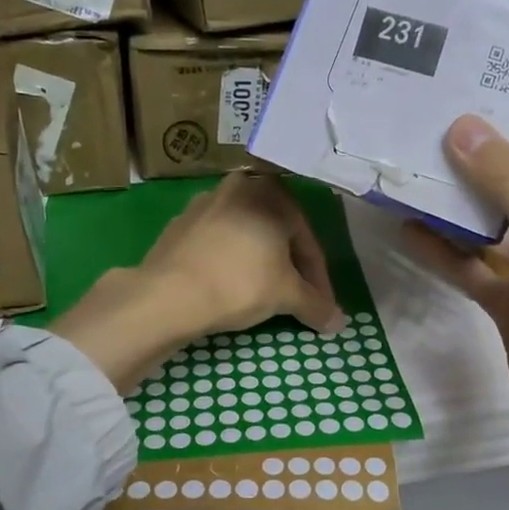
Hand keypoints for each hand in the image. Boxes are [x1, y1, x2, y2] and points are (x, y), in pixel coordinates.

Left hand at [53, 173, 344, 391]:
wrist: (169, 293)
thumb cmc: (240, 283)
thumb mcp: (286, 296)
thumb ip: (316, 305)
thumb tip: (339, 323)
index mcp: (273, 192)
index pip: (308, 242)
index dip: (319, 280)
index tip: (322, 308)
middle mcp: (241, 186)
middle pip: (278, 234)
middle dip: (290, 268)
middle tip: (297, 299)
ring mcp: (205, 202)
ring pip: (247, 236)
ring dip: (261, 263)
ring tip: (264, 294)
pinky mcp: (179, 223)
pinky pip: (219, 243)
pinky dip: (231, 262)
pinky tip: (230, 287)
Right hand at [404, 115, 508, 509]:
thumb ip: (508, 184)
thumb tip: (463, 126)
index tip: (488, 102)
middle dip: (485, 166)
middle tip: (434, 132)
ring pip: (492, 235)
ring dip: (458, 211)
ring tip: (413, 176)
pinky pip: (474, 274)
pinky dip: (446, 256)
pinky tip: (409, 234)